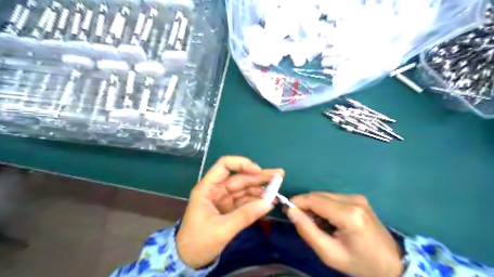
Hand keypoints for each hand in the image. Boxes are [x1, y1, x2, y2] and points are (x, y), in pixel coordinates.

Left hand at [175, 156, 282, 268]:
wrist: (189, 260)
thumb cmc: (199, 242)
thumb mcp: (222, 229)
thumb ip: (245, 216)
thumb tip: (269, 203)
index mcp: (208, 188)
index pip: (224, 166)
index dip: (242, 164)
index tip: (259, 171)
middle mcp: (216, 189)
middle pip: (239, 177)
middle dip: (259, 176)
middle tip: (279, 175)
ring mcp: (224, 199)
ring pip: (244, 189)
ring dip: (260, 189)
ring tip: (277, 191)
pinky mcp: (229, 209)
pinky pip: (245, 201)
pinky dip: (256, 201)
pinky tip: (268, 202)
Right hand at [288, 192, 402, 276]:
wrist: (392, 264)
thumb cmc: (360, 264)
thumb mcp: (329, 253)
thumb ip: (307, 230)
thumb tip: (290, 211)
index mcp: (348, 215)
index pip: (314, 200)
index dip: (297, 202)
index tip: (286, 211)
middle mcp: (353, 200)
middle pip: (318, 195)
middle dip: (304, 204)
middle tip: (299, 220)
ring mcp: (357, 197)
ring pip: (324, 195)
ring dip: (314, 205)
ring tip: (315, 223)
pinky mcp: (358, 198)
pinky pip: (332, 197)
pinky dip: (323, 206)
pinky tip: (327, 220)